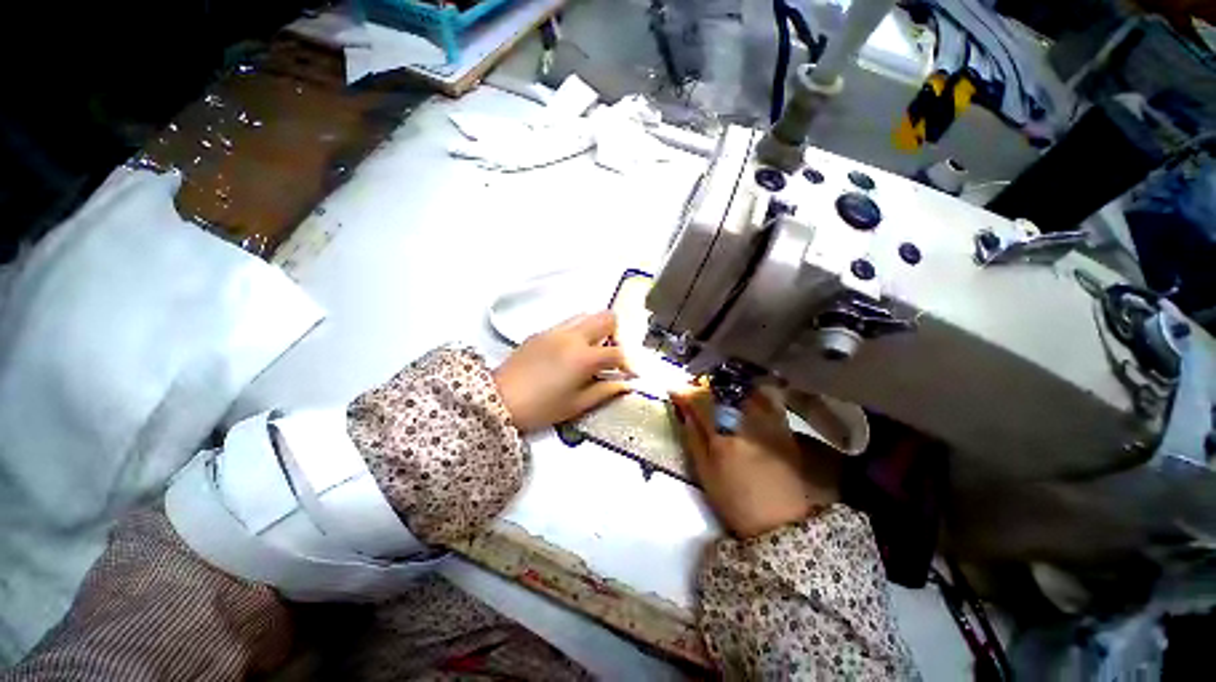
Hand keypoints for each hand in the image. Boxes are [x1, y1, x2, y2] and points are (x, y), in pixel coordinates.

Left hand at [494, 311, 632, 432]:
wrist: (499, 400)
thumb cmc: (541, 408)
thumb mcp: (577, 405)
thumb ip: (605, 391)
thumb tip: (625, 384)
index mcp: (584, 357)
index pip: (617, 352)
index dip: (628, 364)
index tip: (628, 374)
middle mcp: (573, 336)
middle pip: (606, 317)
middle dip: (616, 334)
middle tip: (611, 354)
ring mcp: (556, 331)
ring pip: (586, 315)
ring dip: (596, 329)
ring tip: (592, 351)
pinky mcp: (541, 332)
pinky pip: (568, 323)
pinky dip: (578, 331)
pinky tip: (570, 352)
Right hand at [670, 386, 840, 538]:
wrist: (780, 522)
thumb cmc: (735, 501)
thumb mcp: (705, 473)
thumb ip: (694, 439)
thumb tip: (685, 412)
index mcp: (722, 436)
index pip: (700, 402)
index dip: (685, 393)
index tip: (674, 390)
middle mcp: (746, 422)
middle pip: (722, 391)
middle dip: (705, 386)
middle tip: (694, 389)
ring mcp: (768, 422)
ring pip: (744, 390)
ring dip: (726, 387)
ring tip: (717, 392)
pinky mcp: (783, 427)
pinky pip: (768, 398)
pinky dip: (752, 392)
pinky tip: (743, 398)